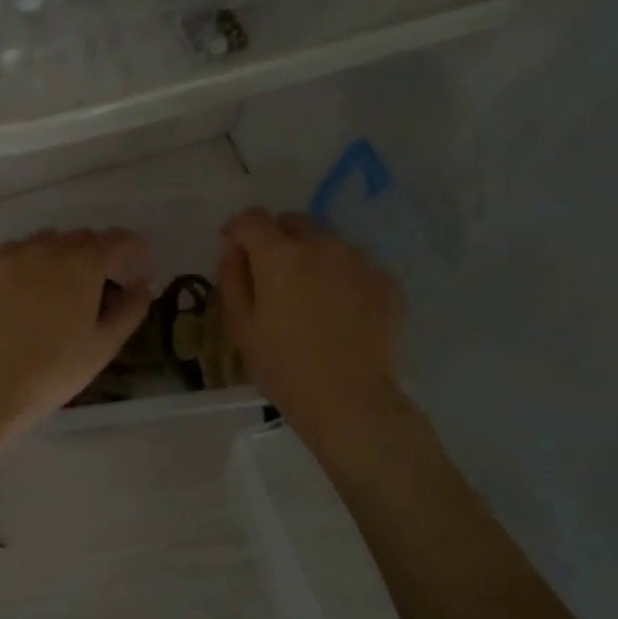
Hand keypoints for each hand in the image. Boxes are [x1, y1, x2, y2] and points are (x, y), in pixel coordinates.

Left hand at [0, 228, 153, 426]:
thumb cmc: (57, 368)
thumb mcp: (105, 343)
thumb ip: (132, 307)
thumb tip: (144, 281)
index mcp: (83, 264)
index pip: (118, 240)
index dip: (133, 248)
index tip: (138, 261)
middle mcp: (48, 248)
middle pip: (82, 237)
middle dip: (98, 251)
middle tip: (102, 278)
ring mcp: (13, 255)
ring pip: (48, 239)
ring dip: (63, 251)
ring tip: (63, 280)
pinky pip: (17, 250)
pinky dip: (31, 259)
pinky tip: (30, 283)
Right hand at [219, 209, 406, 450]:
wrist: (350, 400)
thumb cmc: (283, 367)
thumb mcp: (241, 326)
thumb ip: (232, 278)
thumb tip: (233, 249)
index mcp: (279, 255)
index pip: (251, 218)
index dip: (237, 230)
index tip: (233, 251)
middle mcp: (322, 245)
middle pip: (293, 222)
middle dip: (276, 239)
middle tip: (270, 275)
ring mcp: (359, 260)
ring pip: (326, 241)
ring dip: (310, 256)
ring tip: (307, 296)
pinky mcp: (385, 280)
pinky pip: (353, 265)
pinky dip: (339, 276)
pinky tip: (337, 311)